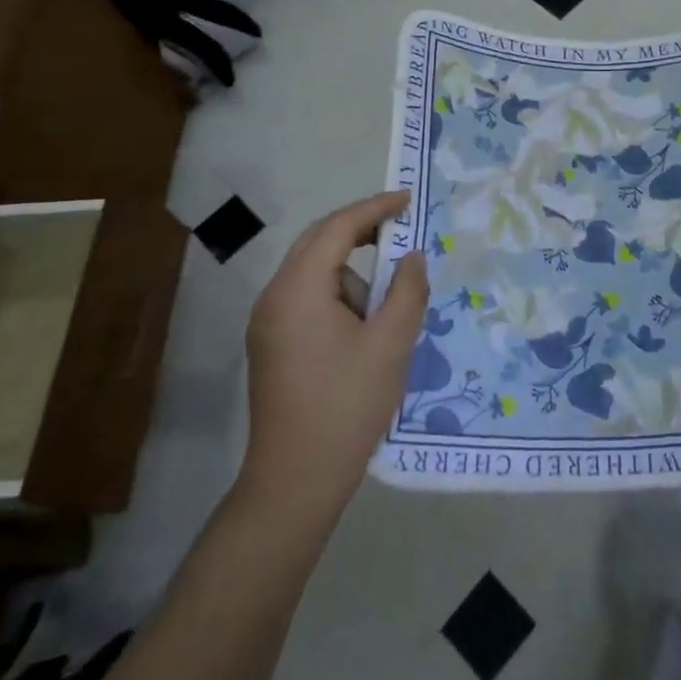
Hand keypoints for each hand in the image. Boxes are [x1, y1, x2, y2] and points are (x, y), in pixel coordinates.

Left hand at [238, 191, 427, 515]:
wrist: (296, 480)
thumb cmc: (347, 405)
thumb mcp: (391, 343)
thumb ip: (408, 290)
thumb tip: (412, 256)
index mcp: (299, 289)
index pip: (338, 228)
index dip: (375, 208)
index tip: (407, 200)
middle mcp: (274, 296)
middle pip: (318, 242)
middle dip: (361, 232)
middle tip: (401, 232)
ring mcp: (267, 321)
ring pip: (314, 273)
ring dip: (352, 275)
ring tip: (385, 315)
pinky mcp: (271, 343)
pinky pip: (307, 298)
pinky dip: (339, 297)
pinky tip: (363, 331)